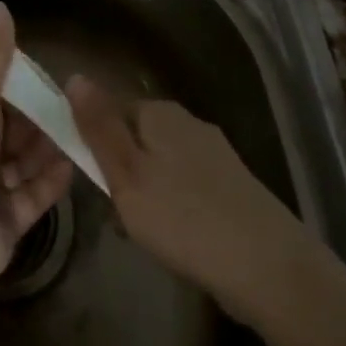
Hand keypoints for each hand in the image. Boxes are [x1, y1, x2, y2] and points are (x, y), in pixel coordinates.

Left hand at [0, 4, 74, 289]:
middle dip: (34, 120)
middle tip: (71, 105)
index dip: (12, 87)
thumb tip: (1, 6)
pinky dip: (51, 180)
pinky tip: (75, 165)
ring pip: (22, 163)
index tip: (43, 76)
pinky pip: (33, 195)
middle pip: (6, 131)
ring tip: (80, 131)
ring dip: (46, 148)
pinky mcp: (5, 223)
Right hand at [65, 74, 313, 322]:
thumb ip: (98, 126)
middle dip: (121, 170)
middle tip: (116, 212)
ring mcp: (216, 155)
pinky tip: (177, 239)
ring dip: (146, 192)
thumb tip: (74, 75)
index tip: (90, 179)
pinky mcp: (234, 188)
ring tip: (145, 233)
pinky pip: (187, 188)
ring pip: (161, 165)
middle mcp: (189, 123)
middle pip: (136, 137)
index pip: (110, 109)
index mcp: (160, 112)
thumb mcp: (126, 173)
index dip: (93, 140)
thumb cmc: (184, 218)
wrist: (272, 271)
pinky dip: (175, 208)